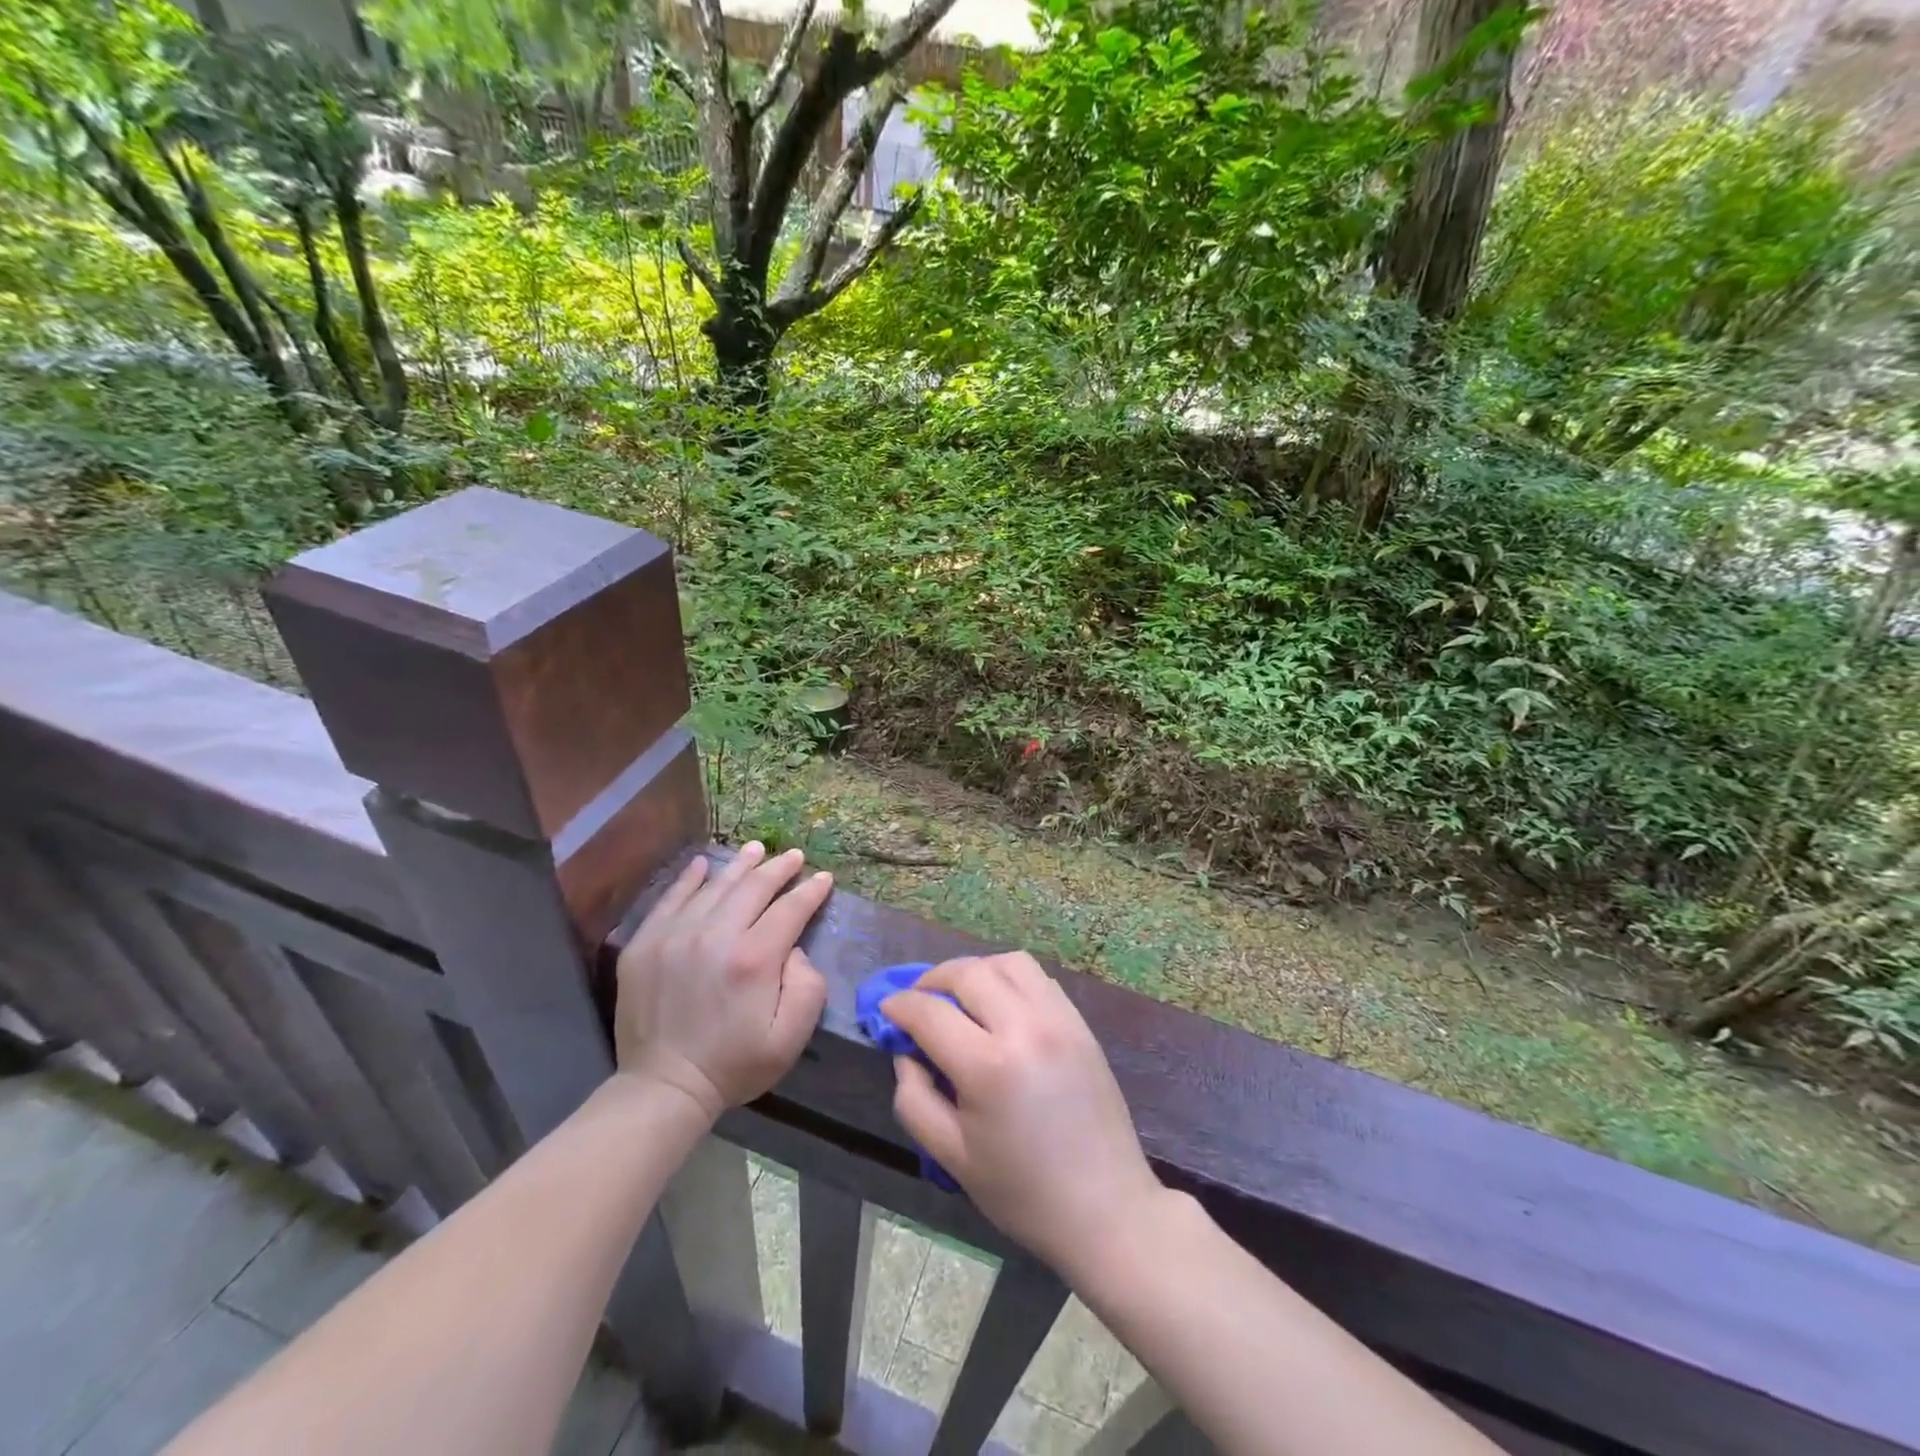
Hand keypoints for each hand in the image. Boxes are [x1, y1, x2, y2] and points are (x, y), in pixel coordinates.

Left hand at [613, 843, 831, 1121]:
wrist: (663, 1087)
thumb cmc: (734, 1065)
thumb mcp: (790, 1038)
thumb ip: (807, 987)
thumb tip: (794, 948)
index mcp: (754, 959)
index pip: (789, 910)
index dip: (810, 891)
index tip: (824, 878)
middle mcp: (714, 936)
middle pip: (753, 888)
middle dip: (778, 869)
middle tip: (793, 856)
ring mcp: (674, 935)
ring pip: (714, 886)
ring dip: (740, 866)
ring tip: (756, 849)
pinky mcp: (645, 943)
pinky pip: (671, 899)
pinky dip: (690, 878)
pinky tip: (703, 865)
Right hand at [883, 953, 1162, 1274]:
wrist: (1106, 1208)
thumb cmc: (1023, 1192)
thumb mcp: (952, 1157)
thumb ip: (915, 1099)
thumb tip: (906, 1053)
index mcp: (989, 1067)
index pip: (930, 1012)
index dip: (900, 1005)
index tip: (886, 1010)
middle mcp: (1025, 1028)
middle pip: (968, 973)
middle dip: (932, 979)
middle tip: (919, 1001)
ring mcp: (1059, 1019)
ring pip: (1007, 962)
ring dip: (975, 971)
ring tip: (960, 997)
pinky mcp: (1080, 1023)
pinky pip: (1038, 977)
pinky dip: (1009, 978)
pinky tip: (999, 1005)